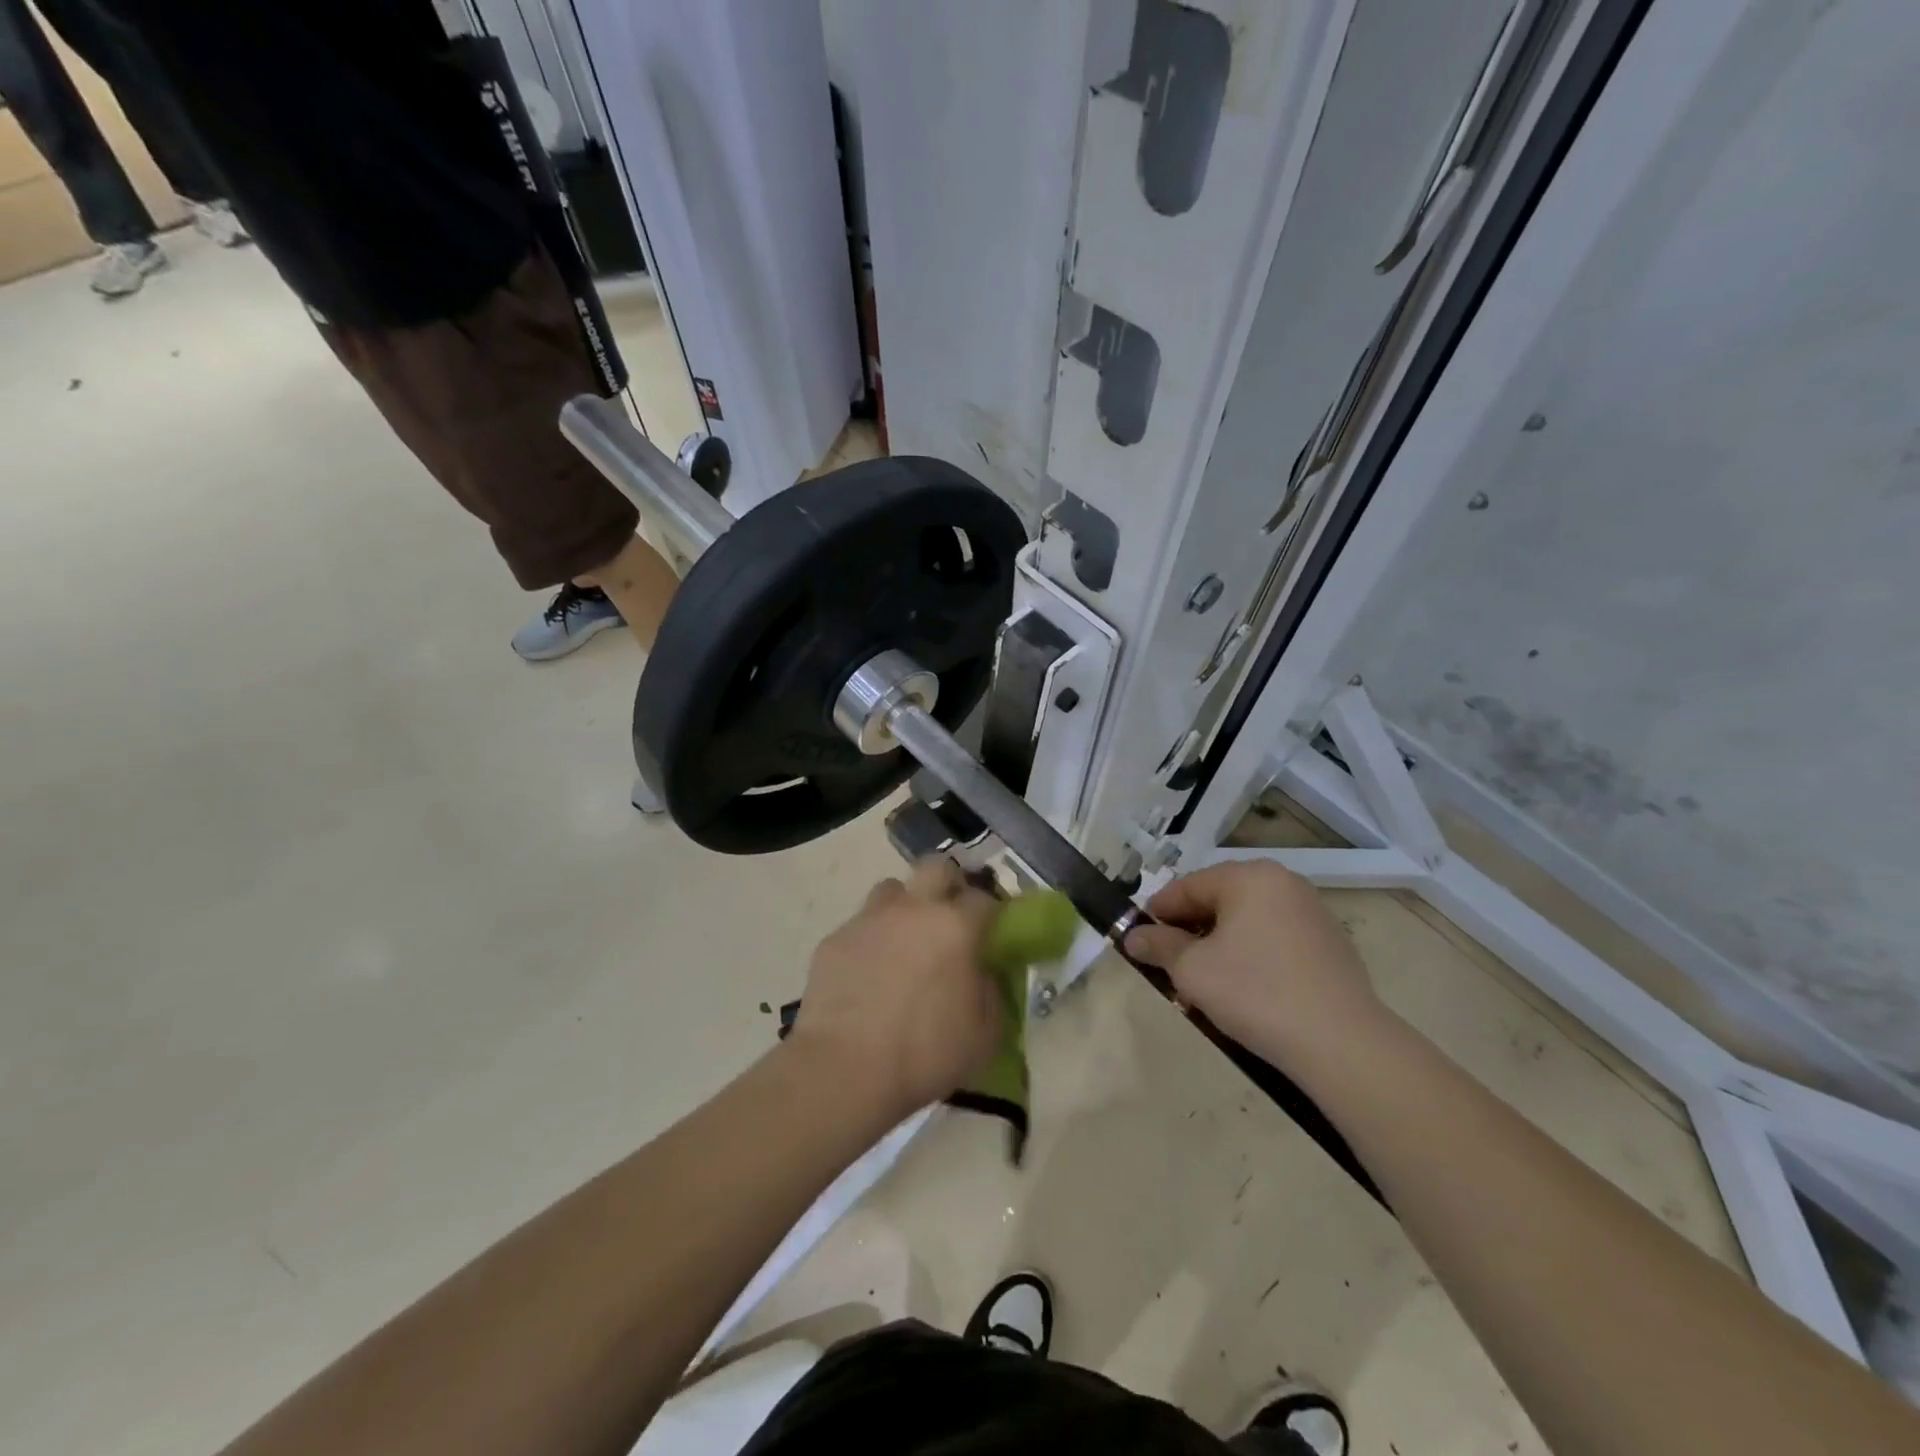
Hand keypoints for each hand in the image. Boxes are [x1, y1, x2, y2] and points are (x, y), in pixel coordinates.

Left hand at [788, 859, 1001, 1121]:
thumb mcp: (984, 1034)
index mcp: (955, 926)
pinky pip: (860, 926)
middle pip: (936, 867)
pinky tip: (869, 974)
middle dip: (948, 884)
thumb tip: (985, 972)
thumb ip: (992, 991)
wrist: (843, 1070)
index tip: (992, 932)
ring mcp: (869, 920)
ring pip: (892, 890)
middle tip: (949, 916)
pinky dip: (871, 940)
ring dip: (904, 907)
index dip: (991, 913)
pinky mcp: (835, 939)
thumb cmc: (924, 1054)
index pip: (984, 898)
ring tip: (905, 942)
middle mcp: (912, 909)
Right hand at [1124, 861, 1385, 1067]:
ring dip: (1220, 945)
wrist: (1342, 1044)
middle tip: (1170, 963)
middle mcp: (1283, 883)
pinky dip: (1253, 956)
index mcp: (1249, 877)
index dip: (1158, 912)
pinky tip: (1246, 990)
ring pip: (1247, 922)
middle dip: (1190, 930)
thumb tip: (1134, 937)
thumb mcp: (1192, 970)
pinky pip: (1275, 940)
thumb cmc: (1255, 993)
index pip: (1188, 886)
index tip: (1139, 938)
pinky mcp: (1331, 945)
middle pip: (1219, 900)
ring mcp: (1313, 913)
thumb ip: (1159, 946)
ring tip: (1205, 982)